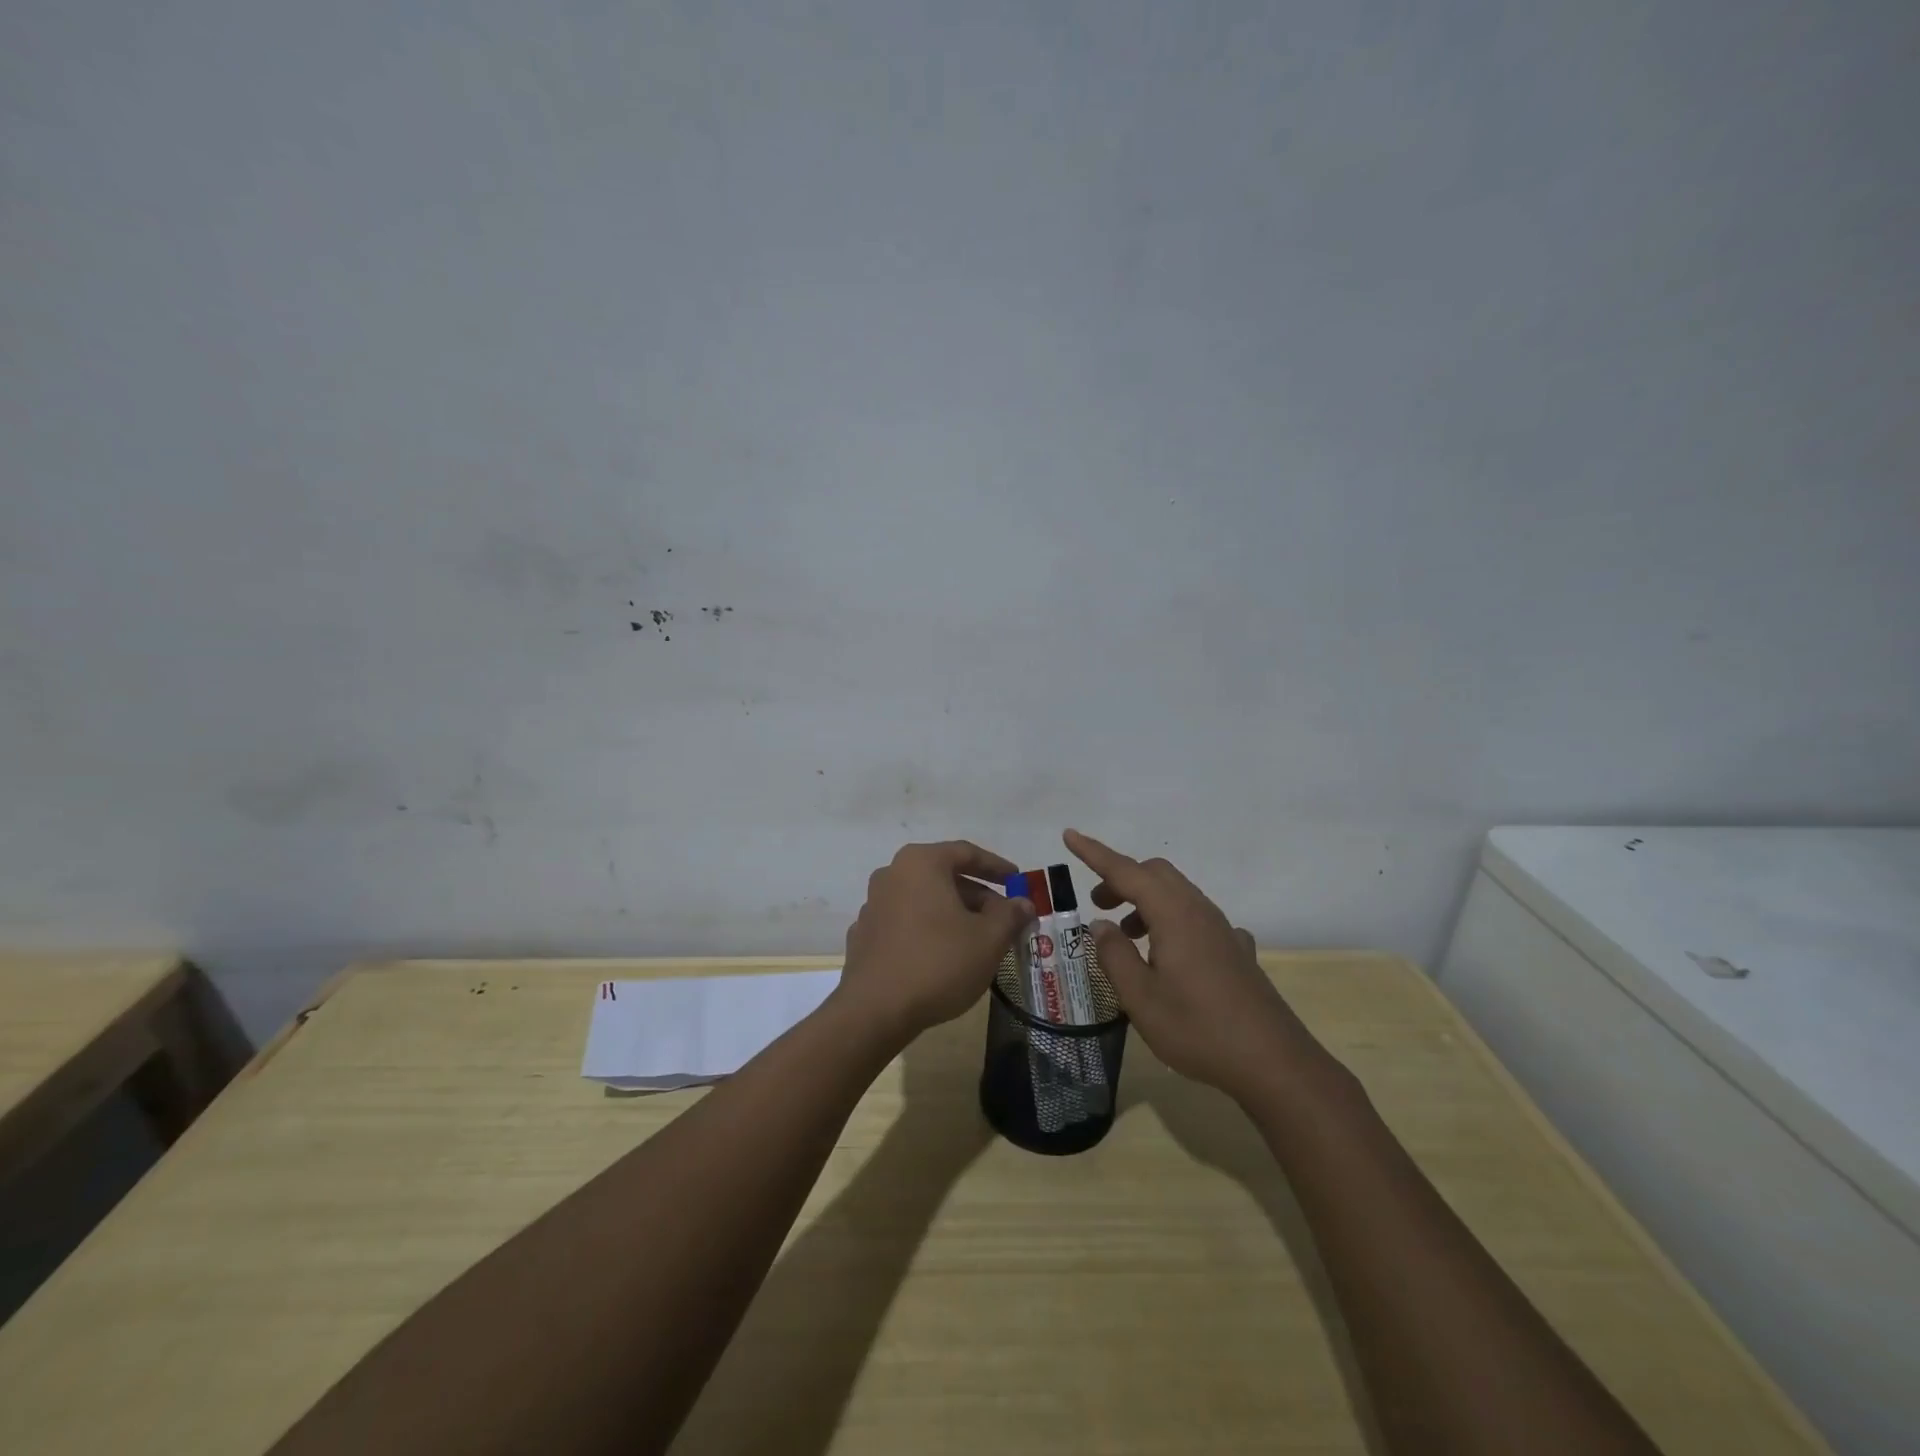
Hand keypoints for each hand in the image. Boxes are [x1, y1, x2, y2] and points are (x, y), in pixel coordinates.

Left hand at [839, 841, 1034, 1040]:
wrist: (875, 1011)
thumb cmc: (938, 963)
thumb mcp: (988, 939)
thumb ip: (1010, 915)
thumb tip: (1023, 903)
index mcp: (921, 863)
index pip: (966, 853)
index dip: (997, 867)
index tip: (1018, 881)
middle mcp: (892, 874)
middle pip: (944, 876)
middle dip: (977, 896)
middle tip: (1003, 918)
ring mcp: (873, 905)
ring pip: (924, 900)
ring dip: (953, 914)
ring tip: (978, 940)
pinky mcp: (865, 935)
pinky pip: (906, 922)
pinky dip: (928, 930)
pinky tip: (943, 956)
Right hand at [1064, 829, 1322, 1101]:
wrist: (1273, 1062)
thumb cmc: (1198, 1029)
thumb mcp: (1141, 998)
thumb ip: (1115, 955)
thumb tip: (1100, 926)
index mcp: (1173, 914)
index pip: (1126, 871)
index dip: (1094, 853)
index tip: (1069, 835)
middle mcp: (1199, 911)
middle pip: (1155, 874)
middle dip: (1121, 880)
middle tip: (1097, 905)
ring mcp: (1222, 929)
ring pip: (1177, 894)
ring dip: (1145, 902)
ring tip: (1126, 936)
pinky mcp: (1236, 950)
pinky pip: (1196, 918)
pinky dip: (1171, 922)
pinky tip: (1170, 957)